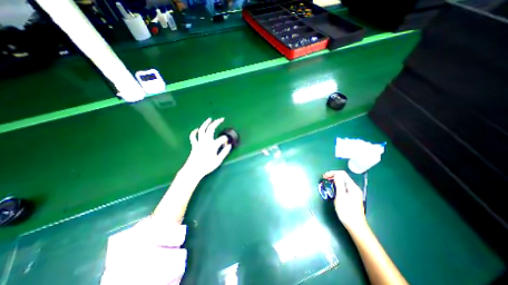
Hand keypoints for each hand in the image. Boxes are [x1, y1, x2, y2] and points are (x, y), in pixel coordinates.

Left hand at [181, 117, 231, 178]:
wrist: (193, 170)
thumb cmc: (207, 166)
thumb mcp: (218, 161)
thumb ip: (224, 152)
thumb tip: (229, 145)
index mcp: (213, 145)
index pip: (222, 138)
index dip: (226, 141)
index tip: (226, 145)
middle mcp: (206, 141)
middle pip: (211, 129)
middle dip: (216, 122)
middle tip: (221, 119)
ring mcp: (199, 142)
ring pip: (202, 130)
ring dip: (206, 123)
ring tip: (209, 119)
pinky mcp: (194, 145)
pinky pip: (193, 136)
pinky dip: (194, 132)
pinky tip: (197, 129)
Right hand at [323, 170, 366, 232]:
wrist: (356, 226)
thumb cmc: (347, 211)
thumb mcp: (341, 197)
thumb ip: (339, 184)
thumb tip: (336, 174)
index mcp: (352, 187)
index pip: (342, 174)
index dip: (333, 173)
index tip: (324, 176)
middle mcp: (354, 188)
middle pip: (343, 177)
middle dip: (333, 176)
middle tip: (324, 178)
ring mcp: (354, 193)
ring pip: (343, 182)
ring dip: (335, 180)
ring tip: (327, 182)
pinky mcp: (352, 197)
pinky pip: (344, 187)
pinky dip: (337, 185)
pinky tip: (334, 188)